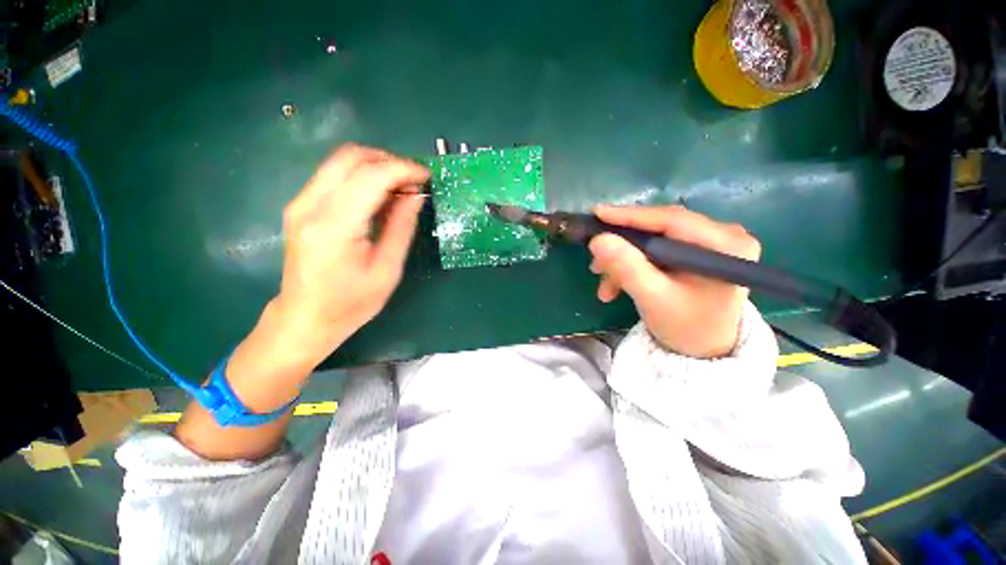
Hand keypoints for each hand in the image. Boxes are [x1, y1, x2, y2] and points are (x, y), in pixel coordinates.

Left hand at [273, 144, 428, 365]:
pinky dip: (362, 175)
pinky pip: (333, 175)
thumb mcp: (387, 269)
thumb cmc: (351, 303)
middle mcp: (310, 205)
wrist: (305, 317)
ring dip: (376, 166)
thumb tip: (416, 195)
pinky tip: (380, 194)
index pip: (371, 176)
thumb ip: (401, 227)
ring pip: (340, 161)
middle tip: (415, 181)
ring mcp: (300, 203)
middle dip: (389, 161)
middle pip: (351, 157)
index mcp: (335, 226)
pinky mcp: (300, 206)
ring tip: (401, 187)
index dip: (404, 169)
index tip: (427, 176)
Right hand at [587, 205, 760, 358]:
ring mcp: (709, 242)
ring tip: (604, 285)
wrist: (704, 350)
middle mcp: (723, 235)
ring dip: (623, 261)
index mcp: (725, 244)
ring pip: (652, 241)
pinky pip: (655, 250)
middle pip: (659, 229)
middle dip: (623, 247)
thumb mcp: (653, 298)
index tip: (596, 213)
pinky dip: (633, 265)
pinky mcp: (695, 251)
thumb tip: (597, 240)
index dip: (630, 216)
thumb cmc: (686, 327)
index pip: (671, 219)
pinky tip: (615, 285)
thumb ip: (626, 267)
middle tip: (594, 261)